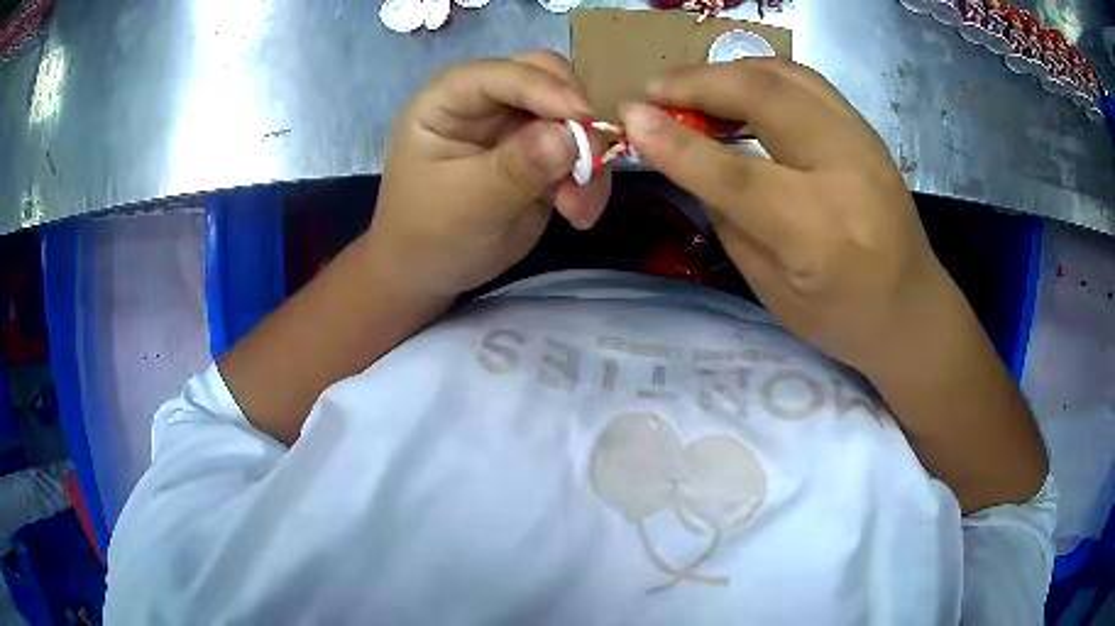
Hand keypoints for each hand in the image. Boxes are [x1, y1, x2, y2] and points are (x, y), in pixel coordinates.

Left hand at [368, 51, 611, 296]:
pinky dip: (589, 180)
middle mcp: (487, 102)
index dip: (544, 88)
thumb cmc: (428, 235)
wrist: (430, 274)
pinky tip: (578, 215)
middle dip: (574, 117)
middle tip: (589, 162)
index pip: (501, 73)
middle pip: (548, 78)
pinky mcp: (541, 154)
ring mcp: (516, 126)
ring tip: (576, 208)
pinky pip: (580, 153)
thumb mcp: (467, 204)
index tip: (583, 118)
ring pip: (573, 116)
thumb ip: (516, 167)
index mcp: (449, 99)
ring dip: (588, 157)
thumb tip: (569, 136)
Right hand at [620, 58, 953, 377]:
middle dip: (698, 83)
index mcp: (821, 233)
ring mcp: (865, 143)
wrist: (914, 310)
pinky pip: (805, 81)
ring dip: (727, 71)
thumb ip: (729, 218)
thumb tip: (687, 159)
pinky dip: (760, 75)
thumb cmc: (842, 318)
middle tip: (654, 92)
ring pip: (786, 74)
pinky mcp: (867, 129)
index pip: (737, 174)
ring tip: (690, 88)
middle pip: (765, 97)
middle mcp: (848, 173)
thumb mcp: (772, 290)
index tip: (629, 117)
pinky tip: (738, 90)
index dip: (676, 142)